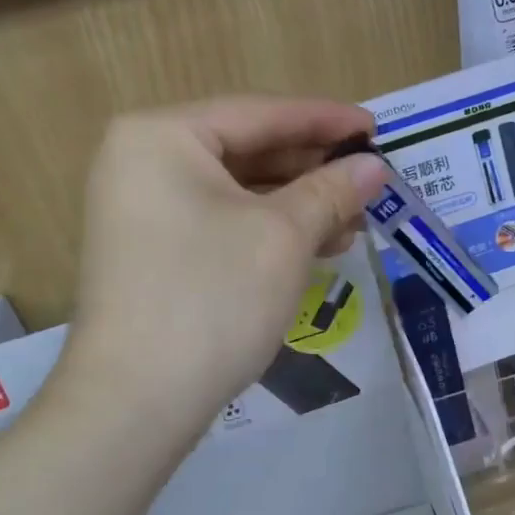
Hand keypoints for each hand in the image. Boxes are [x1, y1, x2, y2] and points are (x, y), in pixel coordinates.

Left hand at [59, 98, 388, 440]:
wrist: (138, 401)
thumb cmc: (212, 299)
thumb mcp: (283, 237)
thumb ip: (331, 191)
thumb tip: (374, 167)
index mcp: (162, 137)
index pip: (260, 114)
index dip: (325, 120)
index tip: (376, 130)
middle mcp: (143, 163)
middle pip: (247, 151)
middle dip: (314, 171)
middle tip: (370, 181)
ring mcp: (143, 213)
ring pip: (238, 194)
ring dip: (299, 206)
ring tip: (355, 221)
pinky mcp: (153, 256)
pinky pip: (222, 226)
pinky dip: (270, 234)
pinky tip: (317, 248)